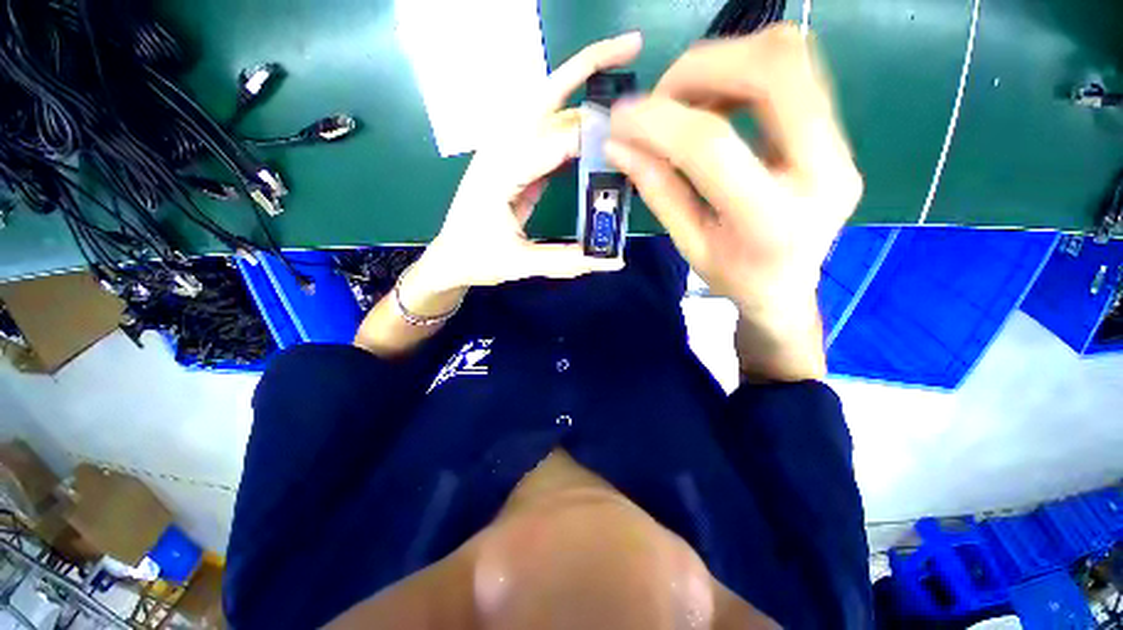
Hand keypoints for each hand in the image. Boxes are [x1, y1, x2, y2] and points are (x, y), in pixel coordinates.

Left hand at [412, 33, 643, 296]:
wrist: (451, 258)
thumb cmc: (478, 259)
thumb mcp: (521, 264)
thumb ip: (567, 261)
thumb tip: (614, 260)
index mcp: (499, 173)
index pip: (553, 141)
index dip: (593, 134)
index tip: (633, 136)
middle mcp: (501, 150)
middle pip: (545, 97)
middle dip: (587, 68)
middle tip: (630, 48)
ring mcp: (506, 152)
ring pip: (547, 110)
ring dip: (582, 89)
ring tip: (620, 76)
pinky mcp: (514, 161)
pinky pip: (547, 135)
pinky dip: (574, 125)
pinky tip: (596, 127)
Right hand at [605, 24, 862, 380]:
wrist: (788, 287)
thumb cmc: (734, 277)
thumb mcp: (689, 245)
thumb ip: (658, 191)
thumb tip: (619, 146)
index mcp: (771, 220)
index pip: (712, 146)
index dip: (658, 122)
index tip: (620, 119)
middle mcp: (823, 171)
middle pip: (773, 70)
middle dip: (701, 68)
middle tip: (659, 98)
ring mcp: (840, 146)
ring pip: (789, 56)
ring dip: (723, 62)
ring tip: (684, 101)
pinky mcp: (838, 132)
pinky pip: (794, 71)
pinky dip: (742, 70)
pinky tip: (715, 102)